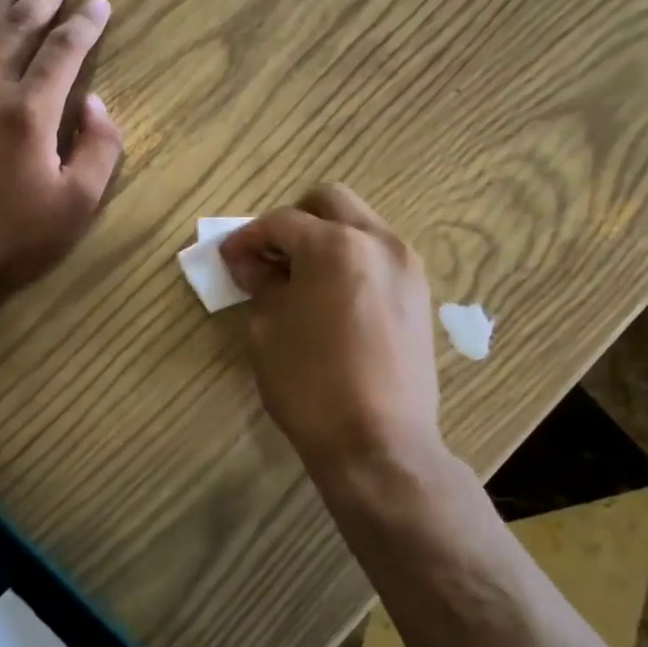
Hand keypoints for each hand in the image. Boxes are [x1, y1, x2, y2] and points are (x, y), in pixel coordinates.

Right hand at [220, 184, 445, 481]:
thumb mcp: (268, 331)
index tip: (228, 258)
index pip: (282, 223)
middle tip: (269, 257)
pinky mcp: (419, 295)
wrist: (379, 444)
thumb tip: (251, 264)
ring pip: (360, 226)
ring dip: (326, 239)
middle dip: (294, 221)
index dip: (247, 238)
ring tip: (299, 279)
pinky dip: (351, 261)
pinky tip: (331, 298)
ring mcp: (406, 267)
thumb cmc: (311, 386)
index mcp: (336, 245)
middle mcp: (379, 242)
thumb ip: (260, 285)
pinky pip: (379, 257)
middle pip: (330, 202)